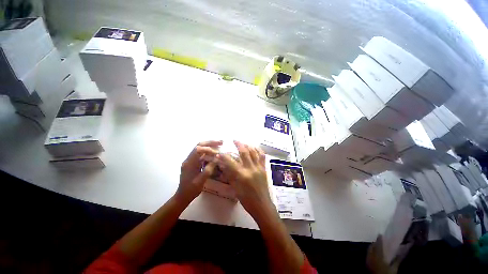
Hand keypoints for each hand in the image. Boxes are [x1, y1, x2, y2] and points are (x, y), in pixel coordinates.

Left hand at [176, 141, 221, 203]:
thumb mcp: (201, 180)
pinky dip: (208, 151)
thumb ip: (208, 169)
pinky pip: (200, 154)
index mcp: (189, 163)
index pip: (198, 149)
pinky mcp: (192, 163)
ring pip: (200, 149)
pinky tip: (214, 153)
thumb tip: (216, 159)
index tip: (218, 149)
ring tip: (219, 145)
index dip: (209, 147)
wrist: (182, 196)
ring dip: (209, 146)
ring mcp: (190, 160)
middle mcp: (188, 159)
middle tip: (221, 142)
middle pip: (199, 146)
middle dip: (210, 143)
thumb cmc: (191, 190)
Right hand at [217, 141, 274, 219]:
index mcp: (242, 175)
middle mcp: (250, 169)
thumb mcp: (235, 188)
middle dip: (238, 144)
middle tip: (235, 140)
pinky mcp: (264, 168)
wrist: (262, 205)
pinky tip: (254, 147)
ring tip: (244, 143)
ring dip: (248, 145)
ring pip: (254, 152)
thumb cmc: (246, 199)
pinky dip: (258, 150)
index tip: (220, 152)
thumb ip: (229, 175)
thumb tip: (223, 165)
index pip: (230, 161)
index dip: (224, 156)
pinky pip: (262, 156)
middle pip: (244, 152)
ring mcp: (259, 167)